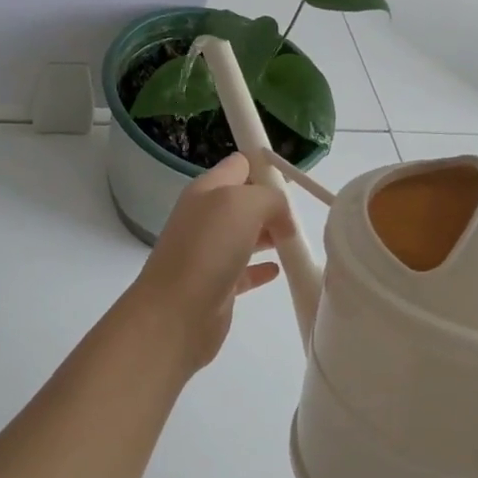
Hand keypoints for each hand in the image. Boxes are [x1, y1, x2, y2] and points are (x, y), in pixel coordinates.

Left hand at [121, 153, 293, 373]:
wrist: (176, 313)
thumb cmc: (208, 249)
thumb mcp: (243, 204)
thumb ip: (269, 199)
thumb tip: (281, 218)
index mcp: (207, 190)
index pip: (239, 165)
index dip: (265, 166)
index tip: (294, 181)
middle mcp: (206, 218)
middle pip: (244, 201)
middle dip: (272, 204)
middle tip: (301, 215)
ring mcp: (209, 253)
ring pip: (245, 236)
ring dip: (270, 235)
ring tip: (297, 239)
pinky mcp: (217, 286)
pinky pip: (244, 271)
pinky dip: (261, 268)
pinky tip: (278, 270)